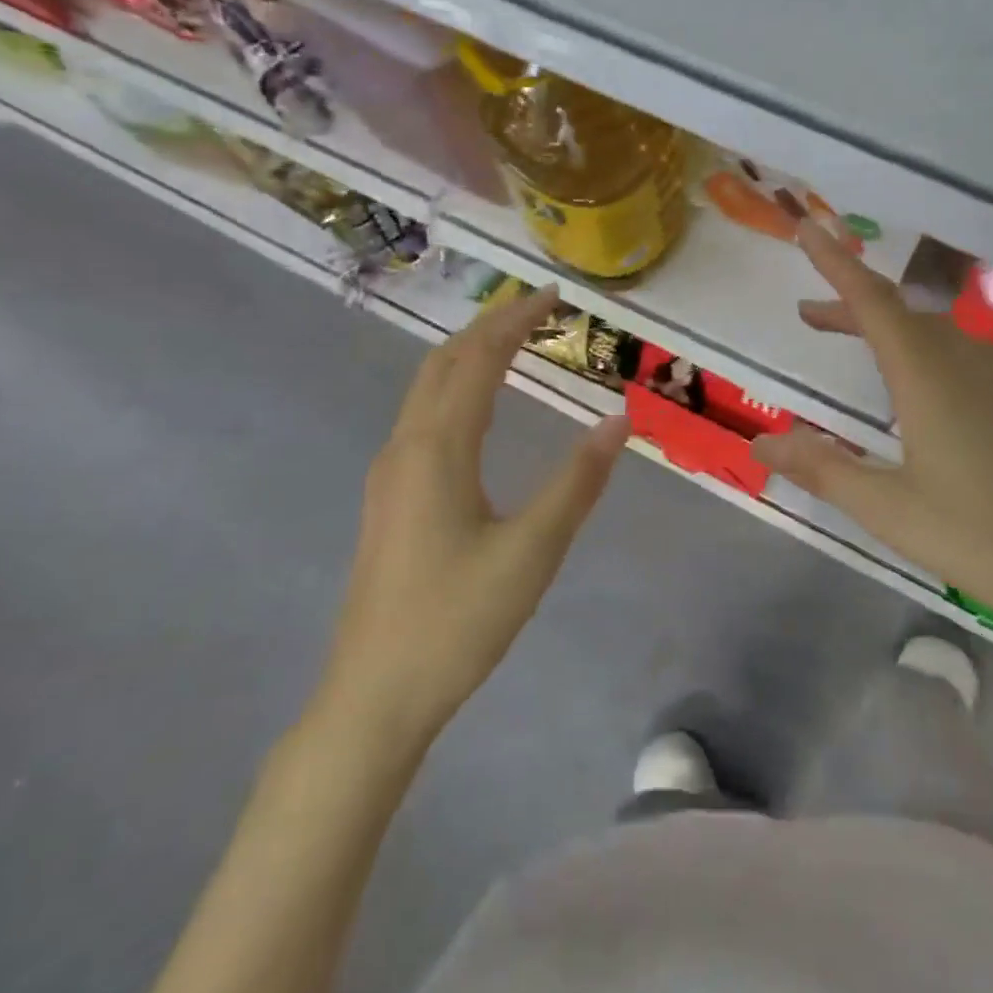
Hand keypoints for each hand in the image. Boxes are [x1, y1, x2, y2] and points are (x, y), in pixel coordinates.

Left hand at [317, 285, 630, 737]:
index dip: (514, 321)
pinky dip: (454, 390)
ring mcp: (389, 475)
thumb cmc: (457, 622)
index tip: (552, 296)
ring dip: (467, 357)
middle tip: (535, 309)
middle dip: (488, 327)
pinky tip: (476, 411)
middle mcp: (405, 448)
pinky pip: (422, 419)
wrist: (374, 696)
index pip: (477, 360)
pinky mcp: (388, 500)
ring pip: (426, 391)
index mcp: (436, 450)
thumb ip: (577, 483)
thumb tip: (618, 421)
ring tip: (511, 343)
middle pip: (443, 364)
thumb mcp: (532, 552)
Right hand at [751, 224, 992, 655]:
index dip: (834, 263)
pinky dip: (915, 347)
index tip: (806, 228)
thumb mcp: (885, 507)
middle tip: (807, 314)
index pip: (872, 302)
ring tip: (846, 338)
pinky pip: (954, 352)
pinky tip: (909, 383)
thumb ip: (821, 468)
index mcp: (927, 376)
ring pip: (929, 330)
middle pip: (899, 311)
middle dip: (850, 301)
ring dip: (883, 325)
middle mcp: (963, 364)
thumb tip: (759, 444)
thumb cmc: (978, 537)